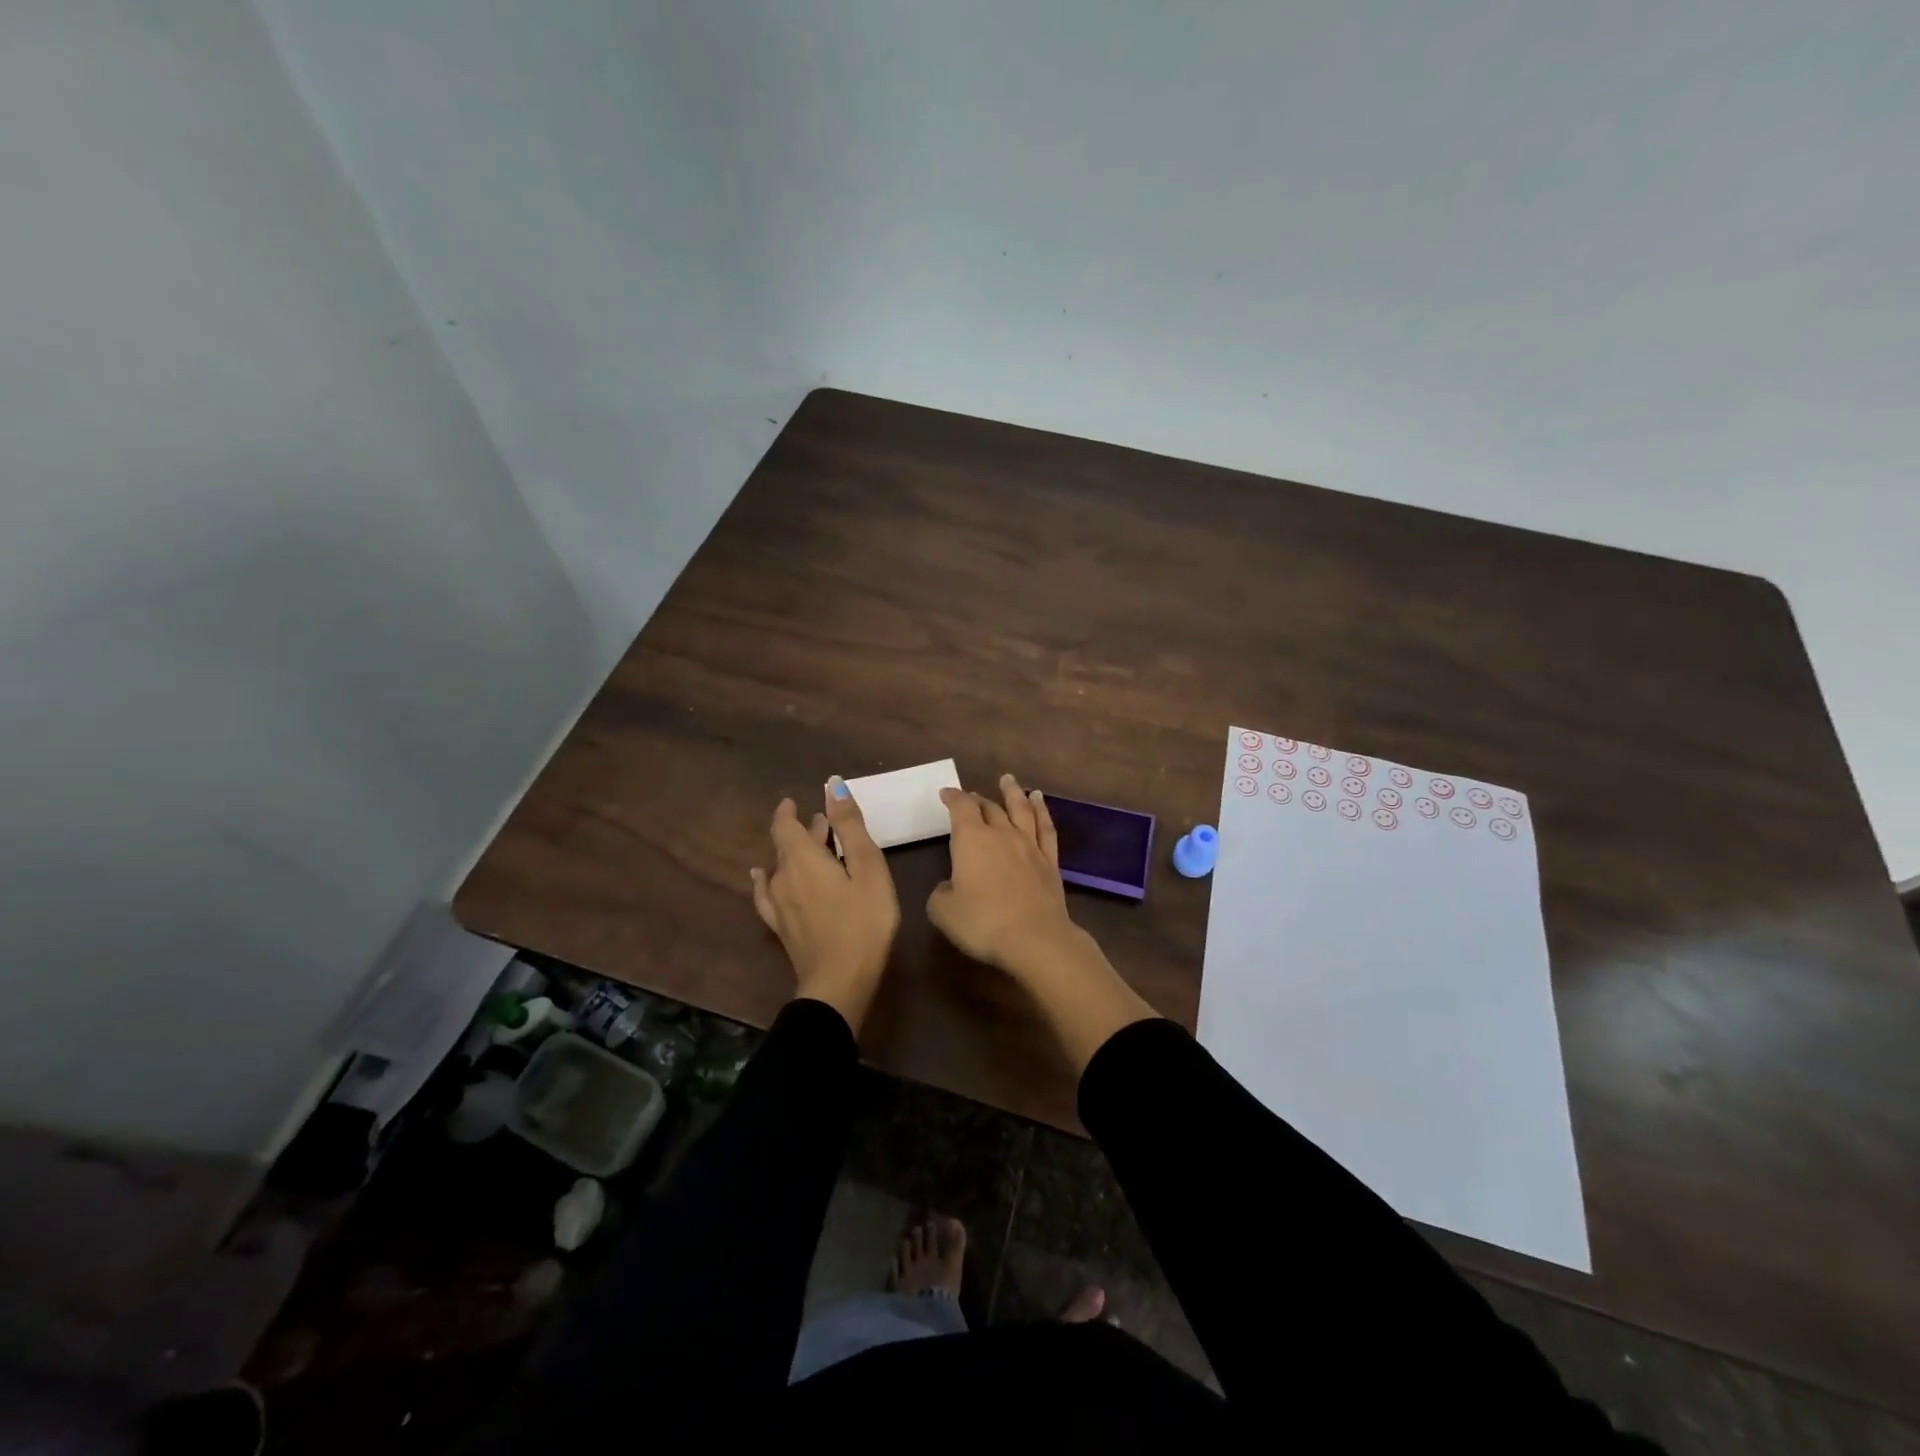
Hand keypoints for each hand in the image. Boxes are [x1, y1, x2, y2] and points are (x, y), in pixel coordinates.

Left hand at [750, 778, 899, 1032]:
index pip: (785, 825)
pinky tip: (762, 879)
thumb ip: (850, 826)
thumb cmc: (863, 921)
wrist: (839, 983)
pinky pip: (767, 895)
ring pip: (781, 868)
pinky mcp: (781, 927)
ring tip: (813, 849)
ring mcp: (778, 905)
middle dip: (803, 831)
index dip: (788, 811)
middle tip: (824, 823)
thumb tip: (832, 785)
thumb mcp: (868, 868)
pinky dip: (766, 880)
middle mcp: (783, 877)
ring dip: (795, 855)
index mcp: (803, 858)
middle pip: (786, 845)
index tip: (796, 800)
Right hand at [929, 772, 1159, 1071]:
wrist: (1035, 938)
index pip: (960, 808)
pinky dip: (1041, 811)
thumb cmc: (983, 922)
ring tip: (1009, 780)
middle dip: (978, 799)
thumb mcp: (943, 912)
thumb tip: (949, 886)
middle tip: (971, 795)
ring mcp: (1029, 846)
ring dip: (1013, 793)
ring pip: (1021, 810)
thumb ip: (941, 893)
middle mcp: (1001, 834)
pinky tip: (1039, 802)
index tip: (946, 793)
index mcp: (971, 839)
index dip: (952, 797)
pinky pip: (1045, 828)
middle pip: (989, 808)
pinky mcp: (1049, 862)